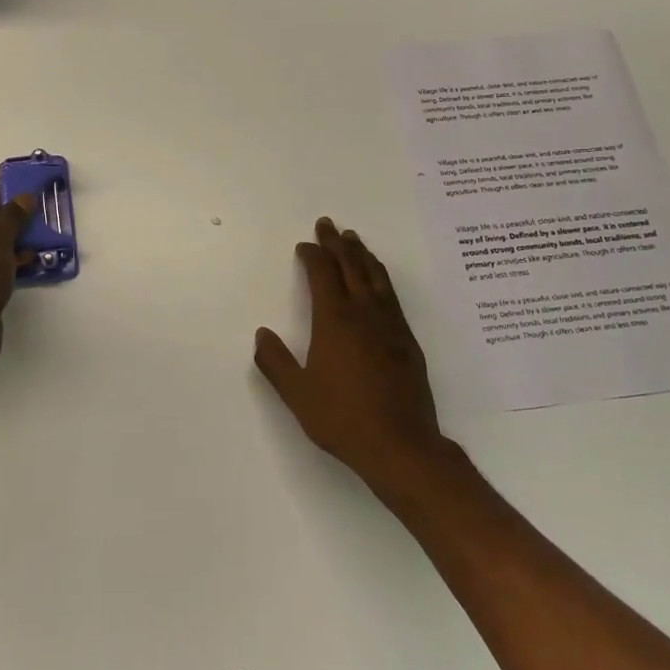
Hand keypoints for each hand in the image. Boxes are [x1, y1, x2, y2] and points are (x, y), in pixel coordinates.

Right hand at [254, 218, 448, 498]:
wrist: (401, 445)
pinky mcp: (408, 340)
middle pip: (351, 267)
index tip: (305, 245)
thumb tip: (262, 334)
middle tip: (329, 224)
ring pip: (376, 277)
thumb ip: (276, 362)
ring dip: (362, 255)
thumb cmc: (343, 418)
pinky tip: (379, 280)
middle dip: (337, 244)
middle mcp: (365, 313)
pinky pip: (391, 295)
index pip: (323, 275)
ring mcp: (390, 325)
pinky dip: (381, 277)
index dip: (313, 255)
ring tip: (354, 240)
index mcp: (335, 320)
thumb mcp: (298, 394)